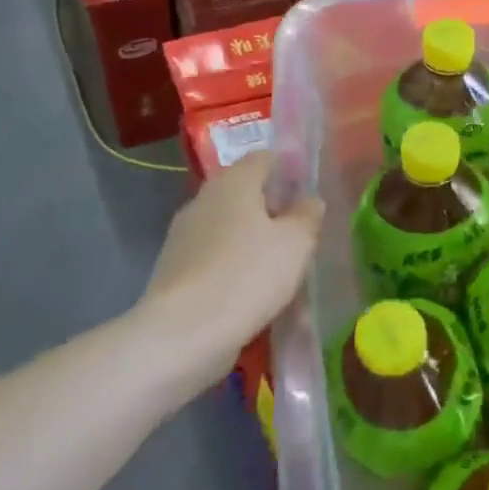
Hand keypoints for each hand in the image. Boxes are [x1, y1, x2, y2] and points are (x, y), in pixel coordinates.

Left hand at [142, 153, 323, 346]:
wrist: (185, 332)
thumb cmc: (249, 274)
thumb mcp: (296, 243)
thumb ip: (307, 215)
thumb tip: (309, 200)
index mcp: (233, 183)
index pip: (264, 157)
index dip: (289, 168)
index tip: (311, 189)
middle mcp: (204, 200)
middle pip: (245, 193)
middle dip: (274, 208)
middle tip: (303, 231)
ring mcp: (185, 236)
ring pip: (231, 228)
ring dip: (256, 240)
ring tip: (284, 266)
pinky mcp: (177, 269)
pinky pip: (217, 258)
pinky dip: (237, 266)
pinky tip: (256, 291)